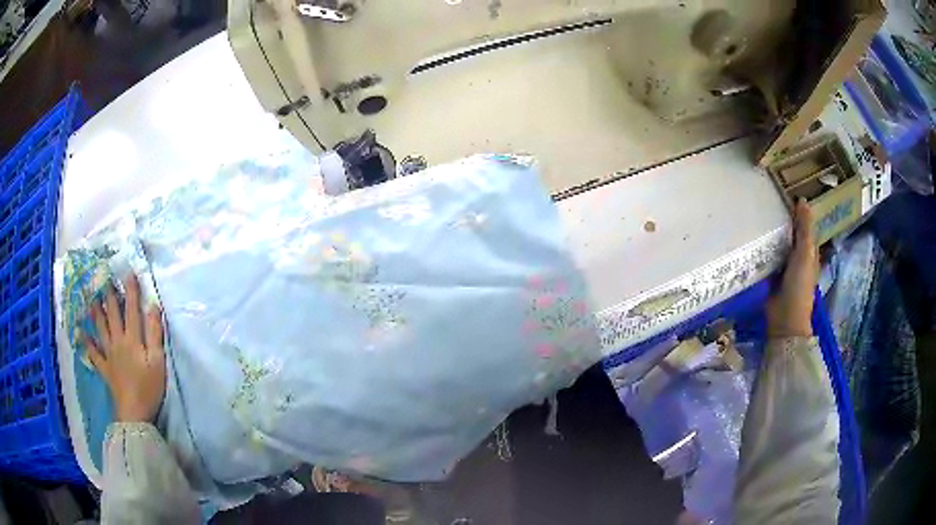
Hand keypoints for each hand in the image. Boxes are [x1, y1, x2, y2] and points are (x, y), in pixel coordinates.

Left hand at [83, 274, 166, 422]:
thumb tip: (153, 306)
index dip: (131, 291)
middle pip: (113, 315)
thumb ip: (155, 334)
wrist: (134, 414)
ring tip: (92, 298)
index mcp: (133, 340)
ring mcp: (109, 355)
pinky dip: (87, 342)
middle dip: (110, 295)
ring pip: (101, 328)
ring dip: (96, 312)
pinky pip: (94, 353)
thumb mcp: (158, 362)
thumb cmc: (149, 388)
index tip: (128, 272)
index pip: (132, 310)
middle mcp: (118, 342)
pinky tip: (81, 333)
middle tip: (105, 279)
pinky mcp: (105, 368)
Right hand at [766, 199, 818, 337]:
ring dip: (770, 233)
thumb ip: (804, 229)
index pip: (804, 226)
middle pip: (790, 234)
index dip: (797, 211)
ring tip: (755, 215)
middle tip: (766, 201)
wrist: (784, 318)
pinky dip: (762, 248)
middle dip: (782, 220)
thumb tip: (802, 200)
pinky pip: (766, 257)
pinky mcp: (770, 275)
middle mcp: (797, 257)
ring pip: (778, 244)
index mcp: (809, 251)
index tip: (783, 194)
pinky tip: (752, 239)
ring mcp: (783, 267)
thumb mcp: (805, 254)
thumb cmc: (799, 285)